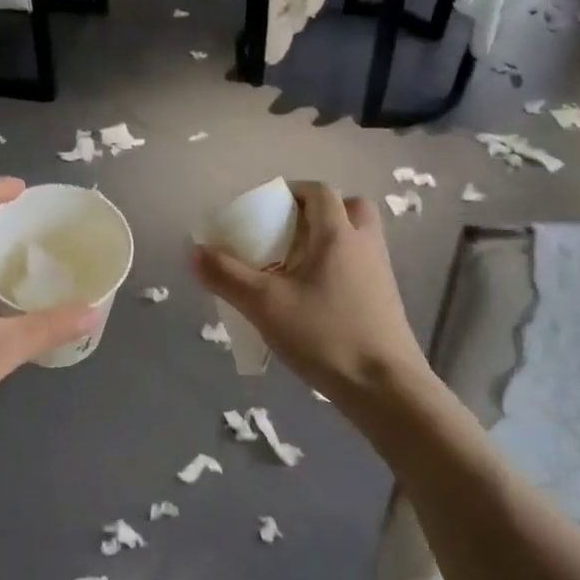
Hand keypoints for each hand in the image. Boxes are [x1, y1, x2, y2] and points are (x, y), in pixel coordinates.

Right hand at [190, 180, 430, 402]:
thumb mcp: (265, 306)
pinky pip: (360, 267)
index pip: (318, 192)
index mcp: (339, 235)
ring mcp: (381, 274)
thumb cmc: (325, 336)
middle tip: (286, 235)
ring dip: (328, 242)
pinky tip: (313, 300)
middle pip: (348, 208)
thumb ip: (227, 276)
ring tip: (295, 268)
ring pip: (357, 239)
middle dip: (316, 213)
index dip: (290, 192)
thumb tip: (194, 251)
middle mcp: (365, 245)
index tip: (265, 209)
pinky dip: (338, 269)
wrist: (384, 387)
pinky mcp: (385, 301)